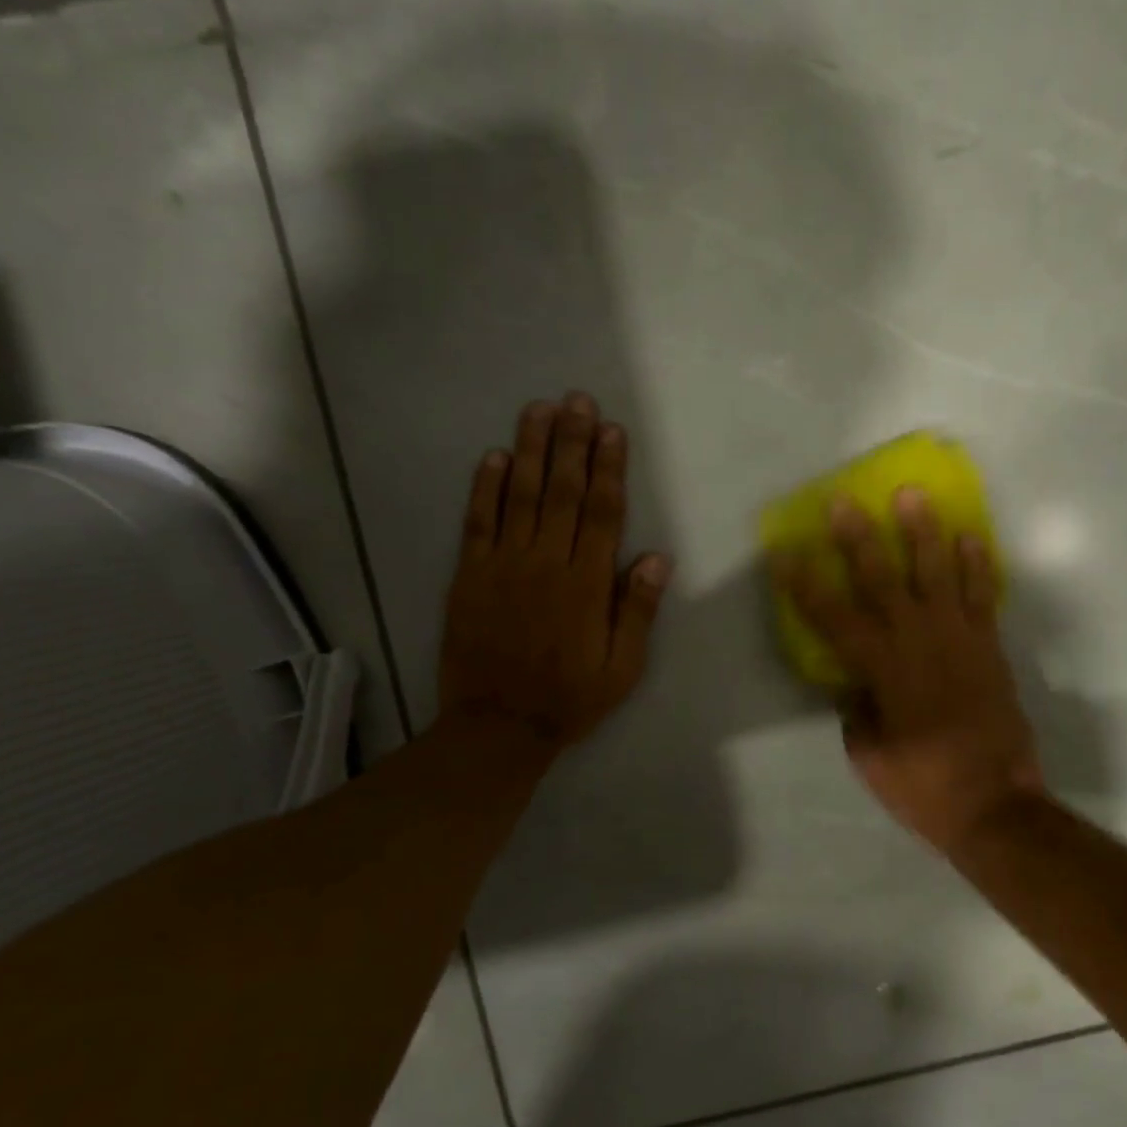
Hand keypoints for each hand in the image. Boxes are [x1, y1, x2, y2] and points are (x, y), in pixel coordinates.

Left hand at [438, 393, 670, 753]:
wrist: (498, 726)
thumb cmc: (569, 698)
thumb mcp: (622, 667)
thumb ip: (637, 610)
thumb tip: (656, 558)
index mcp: (586, 583)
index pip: (602, 513)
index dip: (609, 468)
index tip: (612, 430)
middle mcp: (547, 562)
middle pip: (562, 491)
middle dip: (572, 442)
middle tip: (577, 400)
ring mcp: (504, 565)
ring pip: (519, 495)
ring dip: (530, 450)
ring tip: (538, 410)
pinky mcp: (470, 575)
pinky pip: (478, 522)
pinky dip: (483, 488)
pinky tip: (491, 457)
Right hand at [778, 489, 1041, 850]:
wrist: (995, 803)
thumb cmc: (921, 785)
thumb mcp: (868, 753)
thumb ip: (856, 709)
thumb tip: (853, 683)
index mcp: (880, 668)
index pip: (831, 616)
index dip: (804, 583)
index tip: (784, 553)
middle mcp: (917, 640)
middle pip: (882, 578)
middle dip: (859, 538)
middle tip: (845, 501)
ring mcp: (958, 637)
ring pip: (937, 571)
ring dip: (923, 531)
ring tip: (914, 495)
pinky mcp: (989, 645)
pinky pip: (982, 594)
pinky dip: (976, 564)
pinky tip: (969, 537)